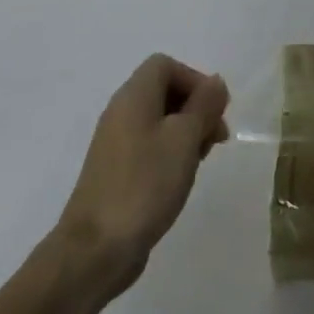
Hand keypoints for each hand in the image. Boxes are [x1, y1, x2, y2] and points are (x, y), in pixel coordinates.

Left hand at [56, 54, 228, 281]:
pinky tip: (182, 178)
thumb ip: (204, 105)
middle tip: (216, 138)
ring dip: (187, 132)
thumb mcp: (184, 139)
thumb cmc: (145, 184)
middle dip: (196, 108)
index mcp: (133, 97)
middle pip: (164, 91)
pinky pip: (150, 146)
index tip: (214, 111)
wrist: (96, 248)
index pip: (165, 65)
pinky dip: (172, 153)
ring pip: (160, 120)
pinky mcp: (117, 171)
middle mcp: (121, 113)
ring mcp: (116, 143)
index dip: (194, 80)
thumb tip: (216, 82)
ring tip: (202, 160)